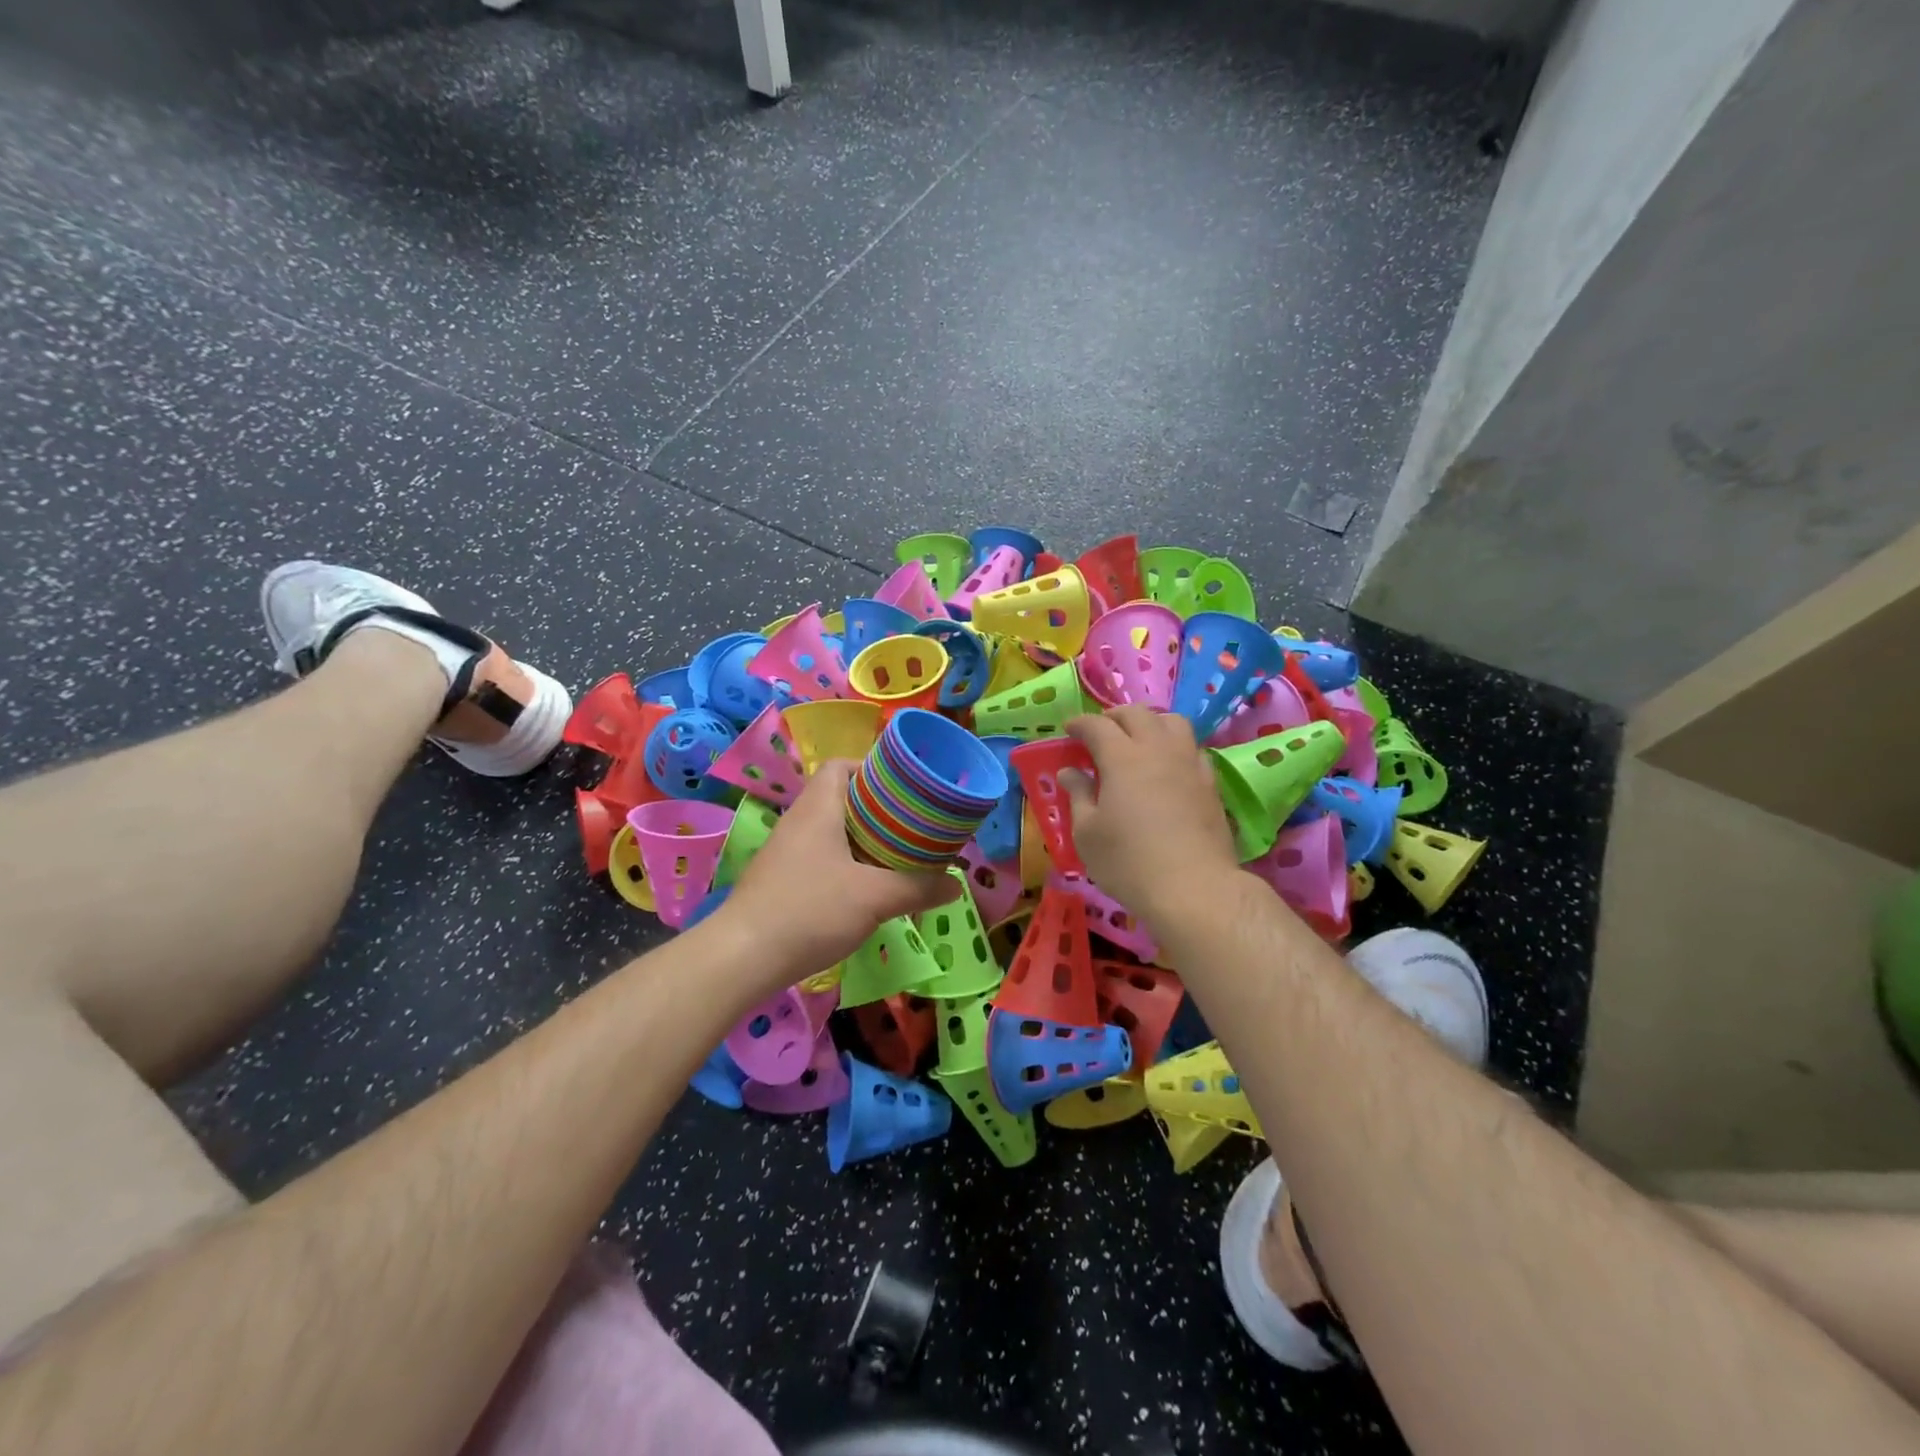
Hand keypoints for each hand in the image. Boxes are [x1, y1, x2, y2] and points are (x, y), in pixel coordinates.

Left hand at [715, 760, 958, 990]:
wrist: (743, 957)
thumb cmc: (810, 911)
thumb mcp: (874, 898)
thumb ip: (918, 888)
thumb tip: (956, 885)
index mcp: (818, 807)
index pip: (842, 766)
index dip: (874, 769)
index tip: (906, 789)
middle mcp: (799, 821)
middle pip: (842, 798)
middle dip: (879, 809)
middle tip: (913, 826)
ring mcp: (787, 852)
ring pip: (833, 831)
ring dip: (865, 840)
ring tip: (899, 856)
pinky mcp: (783, 880)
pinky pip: (823, 857)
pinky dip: (848, 863)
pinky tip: (868, 888)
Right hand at [1061, 707, 1239, 922]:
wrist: (1194, 889)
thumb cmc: (1129, 862)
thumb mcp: (1088, 833)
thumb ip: (1079, 795)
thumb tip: (1070, 772)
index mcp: (1122, 758)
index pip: (1098, 725)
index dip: (1080, 723)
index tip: (1068, 730)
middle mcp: (1158, 750)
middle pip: (1138, 714)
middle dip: (1114, 717)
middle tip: (1100, 732)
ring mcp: (1190, 764)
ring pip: (1173, 723)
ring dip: (1150, 723)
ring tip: (1138, 741)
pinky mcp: (1211, 784)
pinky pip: (1193, 748)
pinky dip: (1175, 747)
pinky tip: (1168, 768)